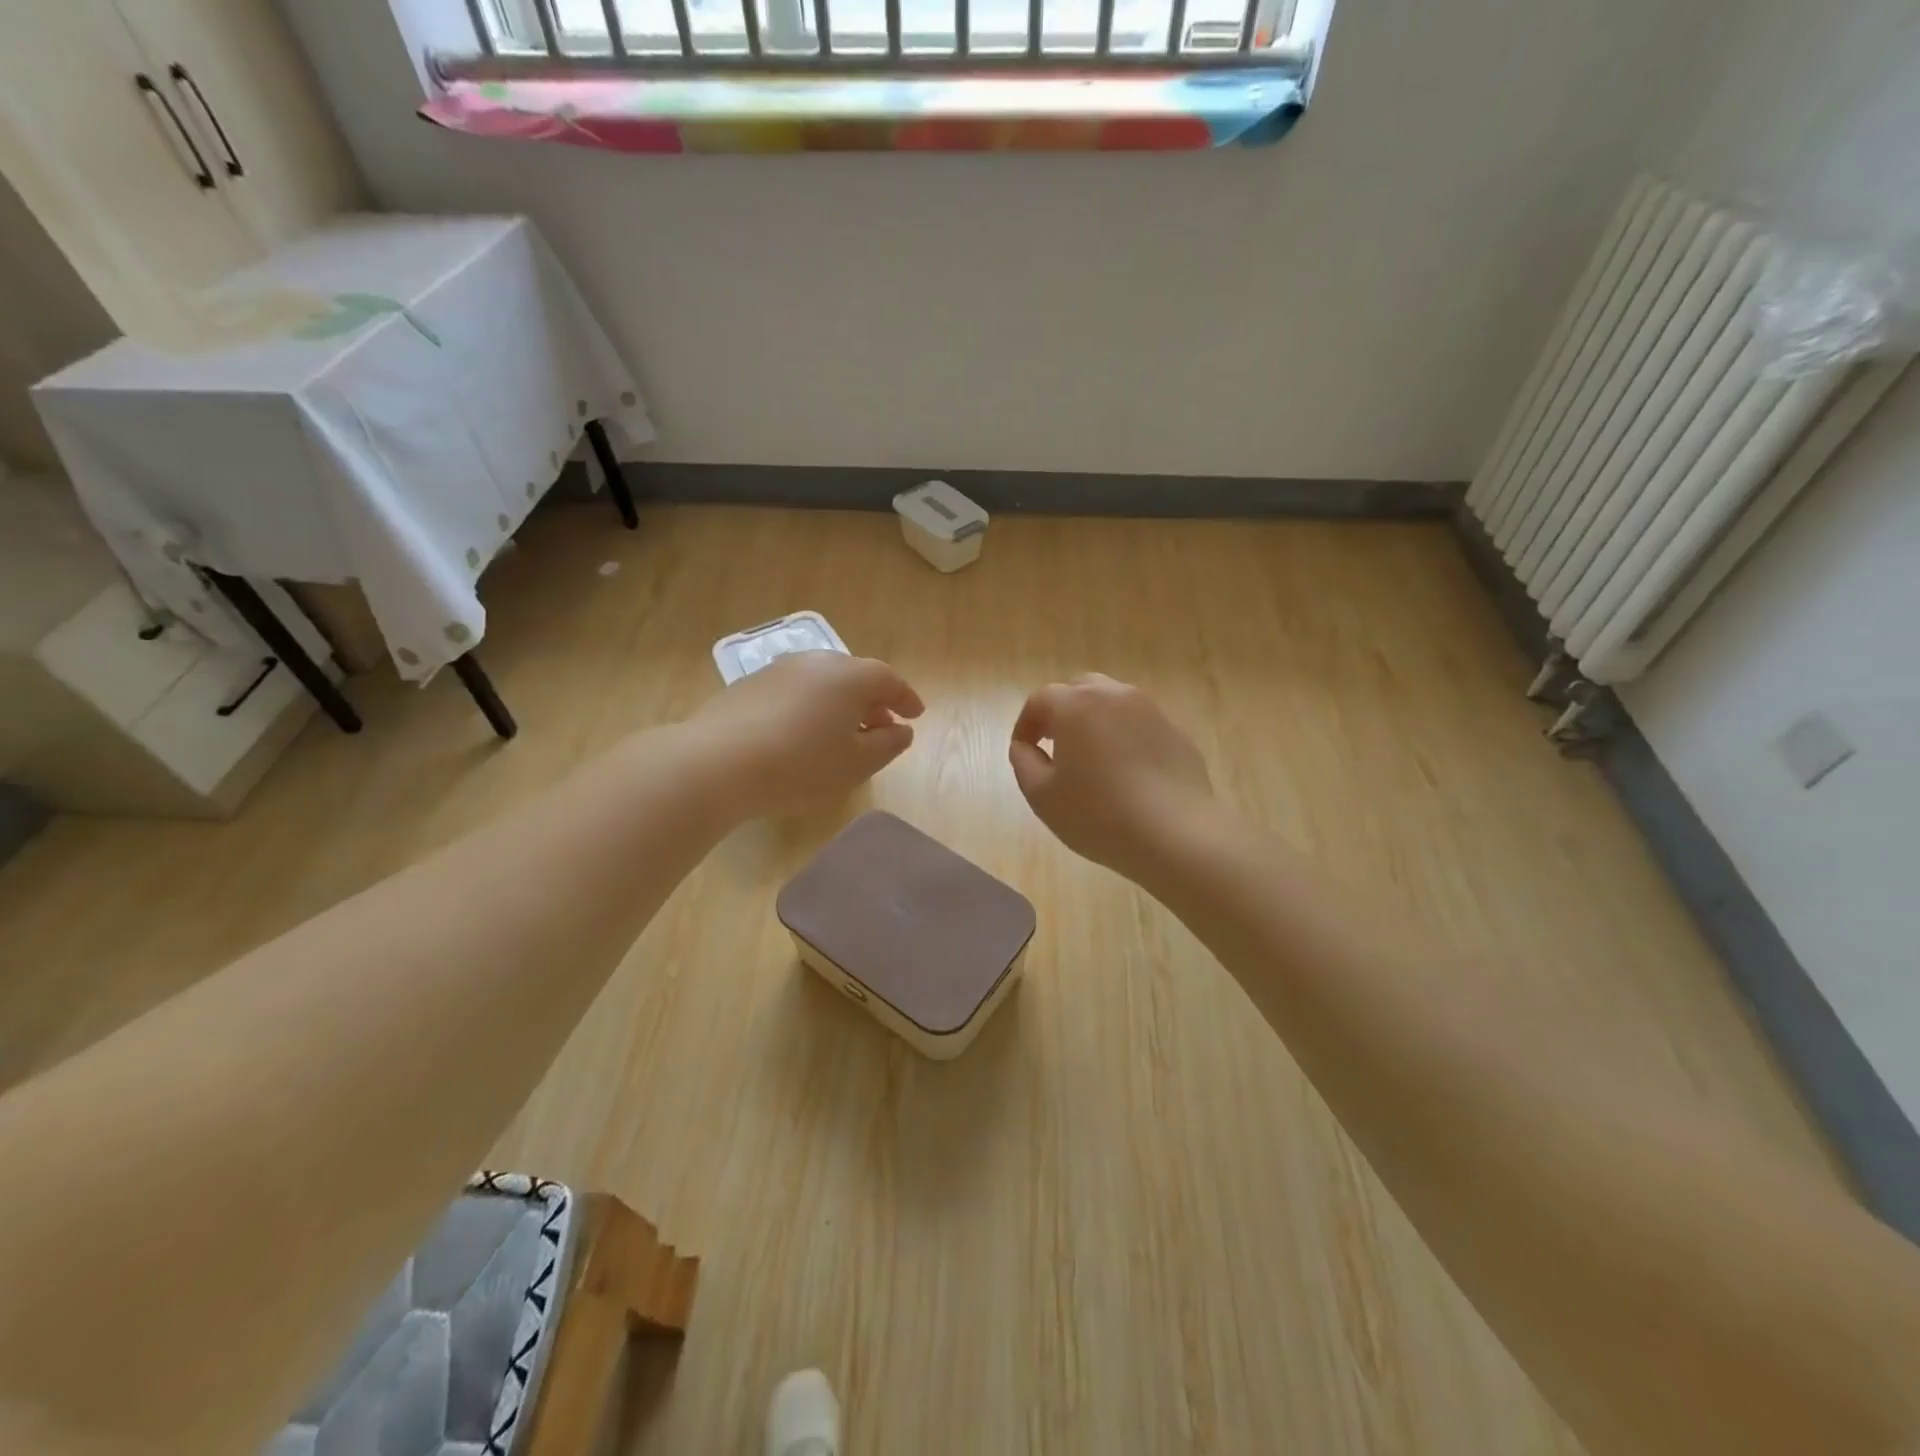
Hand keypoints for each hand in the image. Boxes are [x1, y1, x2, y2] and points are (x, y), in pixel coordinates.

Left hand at [690, 652, 923, 819]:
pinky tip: (802, 734)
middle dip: (872, 701)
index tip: (915, 716)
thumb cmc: (801, 765)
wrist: (717, 763)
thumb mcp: (856, 764)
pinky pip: (794, 691)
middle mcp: (816, 662)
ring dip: (839, 704)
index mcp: (849, 676)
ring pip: (821, 682)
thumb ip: (887, 745)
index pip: (888, 680)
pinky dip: (809, 707)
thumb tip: (901, 730)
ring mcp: (778, 670)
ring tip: (841, 733)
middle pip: (854, 676)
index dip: (906, 698)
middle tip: (881, 727)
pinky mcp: (748, 685)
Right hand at [1009, 674, 1214, 883]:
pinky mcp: (1176, 733)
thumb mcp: (1042, 796)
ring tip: (1091, 757)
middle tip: (1055, 745)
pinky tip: (1126, 773)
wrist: (1176, 834)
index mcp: (1077, 705)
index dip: (1026, 724)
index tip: (1024, 750)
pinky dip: (1125, 737)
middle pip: (1080, 689)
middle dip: (1062, 712)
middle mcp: (1115, 696)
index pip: (1040, 699)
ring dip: (1095, 721)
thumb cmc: (1098, 815)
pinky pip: (1140, 725)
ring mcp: (1151, 711)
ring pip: (1113, 702)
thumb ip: (1024, 762)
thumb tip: (1025, 746)